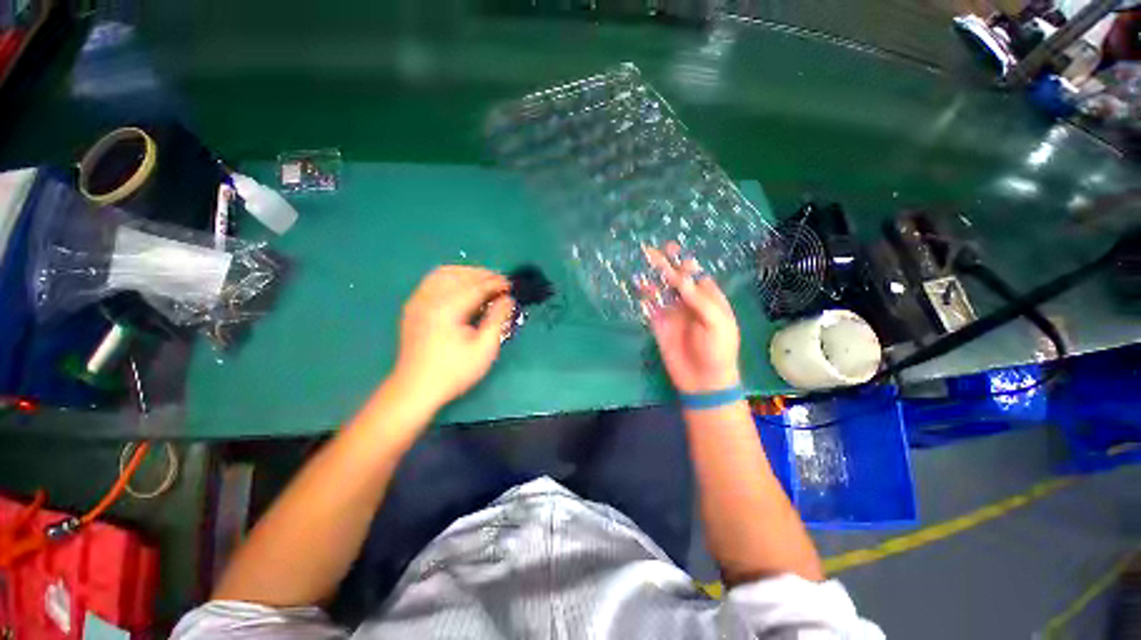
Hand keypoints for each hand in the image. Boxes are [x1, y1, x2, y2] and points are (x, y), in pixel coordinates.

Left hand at [390, 266, 514, 414]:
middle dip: (482, 275)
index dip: (496, 283)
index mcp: (447, 309)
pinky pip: (433, 281)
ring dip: (466, 273)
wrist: (415, 389)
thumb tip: (508, 299)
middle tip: (500, 283)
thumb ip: (497, 319)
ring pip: (443, 273)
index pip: (475, 287)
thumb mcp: (484, 349)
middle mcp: (429, 299)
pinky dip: (451, 278)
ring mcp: (418, 301)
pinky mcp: (413, 307)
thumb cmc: (453, 371)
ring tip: (483, 282)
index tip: (511, 286)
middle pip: (459, 274)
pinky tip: (461, 288)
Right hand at [642, 243, 740, 394]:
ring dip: (651, 280)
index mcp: (708, 299)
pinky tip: (638, 289)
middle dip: (664, 265)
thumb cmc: (718, 349)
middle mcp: (689, 303)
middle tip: (651, 251)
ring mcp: (673, 313)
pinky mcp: (659, 325)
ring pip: (660, 291)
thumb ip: (699, 299)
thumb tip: (681, 278)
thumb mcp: (716, 322)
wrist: (703, 380)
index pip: (695, 276)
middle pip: (675, 280)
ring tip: (641, 267)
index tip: (673, 252)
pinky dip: (644, 298)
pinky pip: (650, 307)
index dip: (684, 264)